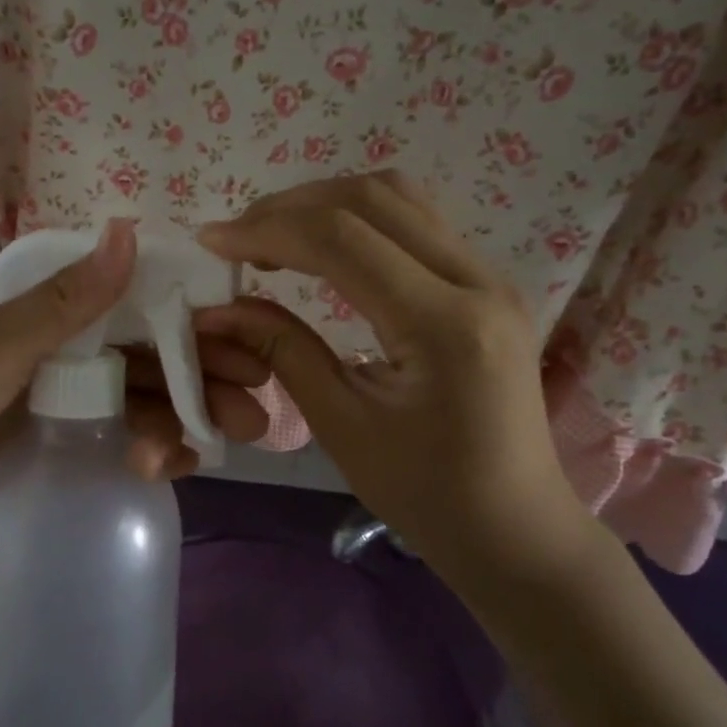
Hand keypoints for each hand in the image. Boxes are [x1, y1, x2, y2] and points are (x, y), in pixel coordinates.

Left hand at [0, 220, 270, 539]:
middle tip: (255, 412)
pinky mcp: (68, 451)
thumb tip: (131, 229)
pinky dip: (152, 454)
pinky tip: (167, 467)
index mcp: (60, 317)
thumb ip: (68, 300)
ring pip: (147, 407)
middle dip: (208, 381)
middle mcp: (75, 355)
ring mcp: (73, 407)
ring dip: (184, 423)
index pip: (143, 311)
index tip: (247, 343)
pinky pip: (123, 447)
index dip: (197, 325)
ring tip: (216, 447)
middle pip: (157, 363)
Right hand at [196, 173, 599, 588]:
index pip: (341, 240)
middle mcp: (477, 281)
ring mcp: (490, 277)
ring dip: (326, 204)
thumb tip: (221, 307)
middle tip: (237, 237)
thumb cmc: (426, 494)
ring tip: (273, 236)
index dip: (267, 230)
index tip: (211, 241)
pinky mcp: (486, 285)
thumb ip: (283, 351)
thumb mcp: (342, 427)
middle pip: (371, 199)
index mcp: (443, 325)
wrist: (515, 528)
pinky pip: (415, 224)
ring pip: (399, 198)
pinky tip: (322, 250)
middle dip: (292, 207)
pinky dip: (358, 221)